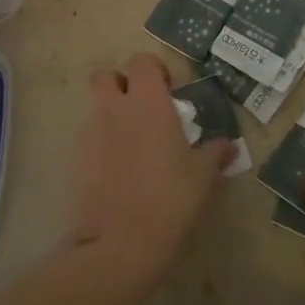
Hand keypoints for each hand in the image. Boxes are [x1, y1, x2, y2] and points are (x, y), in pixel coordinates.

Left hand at [66, 53, 234, 288]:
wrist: (119, 244)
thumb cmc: (170, 199)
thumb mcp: (203, 176)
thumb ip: (215, 153)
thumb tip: (228, 145)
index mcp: (147, 102)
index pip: (142, 61)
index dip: (154, 71)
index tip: (169, 92)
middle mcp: (114, 109)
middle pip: (106, 76)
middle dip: (121, 84)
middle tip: (143, 109)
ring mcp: (89, 133)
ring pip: (96, 108)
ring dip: (111, 115)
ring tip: (132, 145)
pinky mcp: (75, 160)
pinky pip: (88, 138)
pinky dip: (101, 144)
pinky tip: (117, 171)